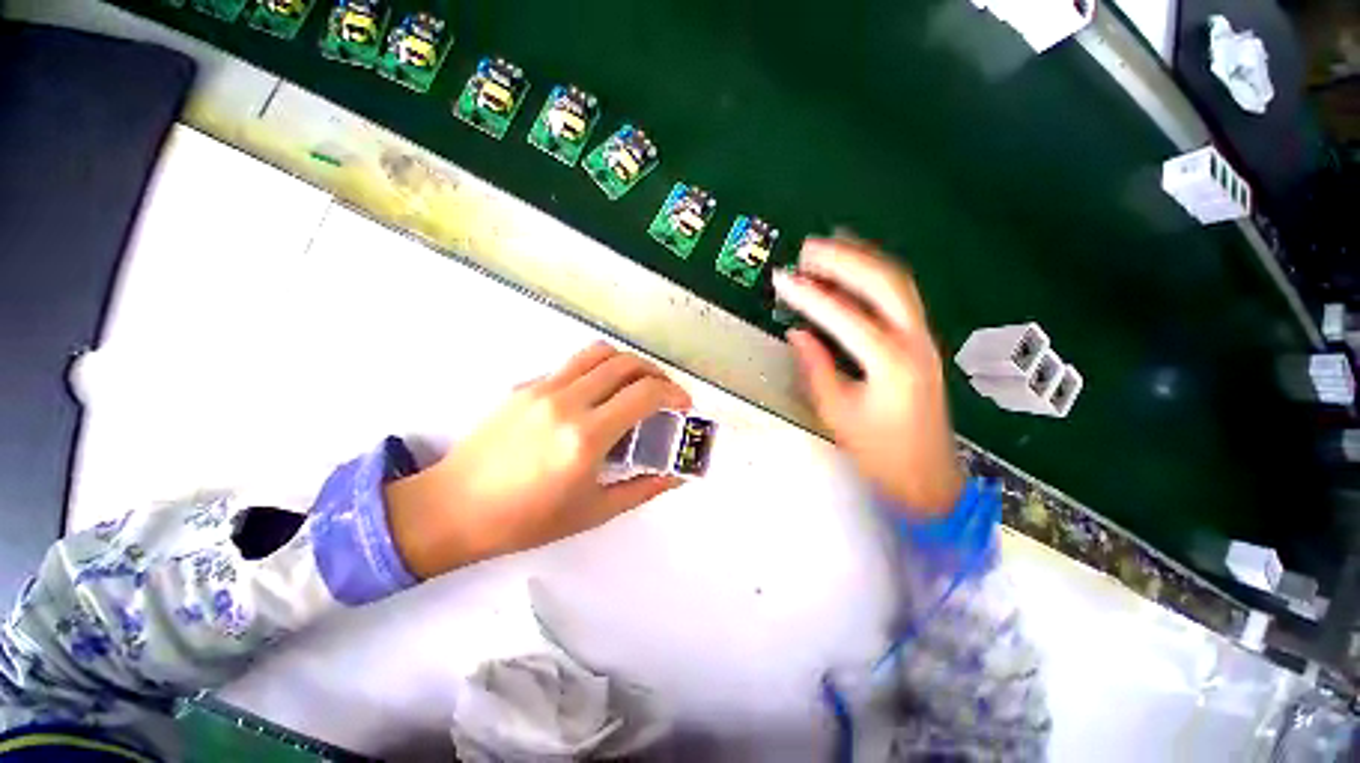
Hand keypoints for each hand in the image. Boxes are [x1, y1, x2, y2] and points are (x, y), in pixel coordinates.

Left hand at [386, 342, 691, 577]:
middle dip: (656, 373)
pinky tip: (598, 395)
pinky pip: (574, 365)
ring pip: (599, 353)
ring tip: (637, 384)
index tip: (683, 405)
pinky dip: (598, 370)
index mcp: (586, 437)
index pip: (644, 394)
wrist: (453, 508)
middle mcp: (567, 402)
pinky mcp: (526, 385)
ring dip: (628, 363)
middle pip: (626, 364)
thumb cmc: (526, 520)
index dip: (673, 394)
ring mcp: (543, 388)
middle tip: (665, 393)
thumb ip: (643, 488)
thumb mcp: (594, 511)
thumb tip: (676, 474)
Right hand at [773, 237, 963, 515]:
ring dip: (862, 259)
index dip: (809, 296)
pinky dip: (875, 276)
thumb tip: (798, 333)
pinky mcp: (922, 342)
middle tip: (808, 249)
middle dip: (844, 259)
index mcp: (890, 363)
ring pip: (897, 283)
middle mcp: (914, 342)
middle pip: (883, 282)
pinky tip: (855, 270)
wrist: (928, 476)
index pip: (844, 316)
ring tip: (829, 247)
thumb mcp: (838, 413)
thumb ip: (816, 368)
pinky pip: (900, 297)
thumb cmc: (880, 452)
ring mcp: (924, 339)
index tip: (783, 280)